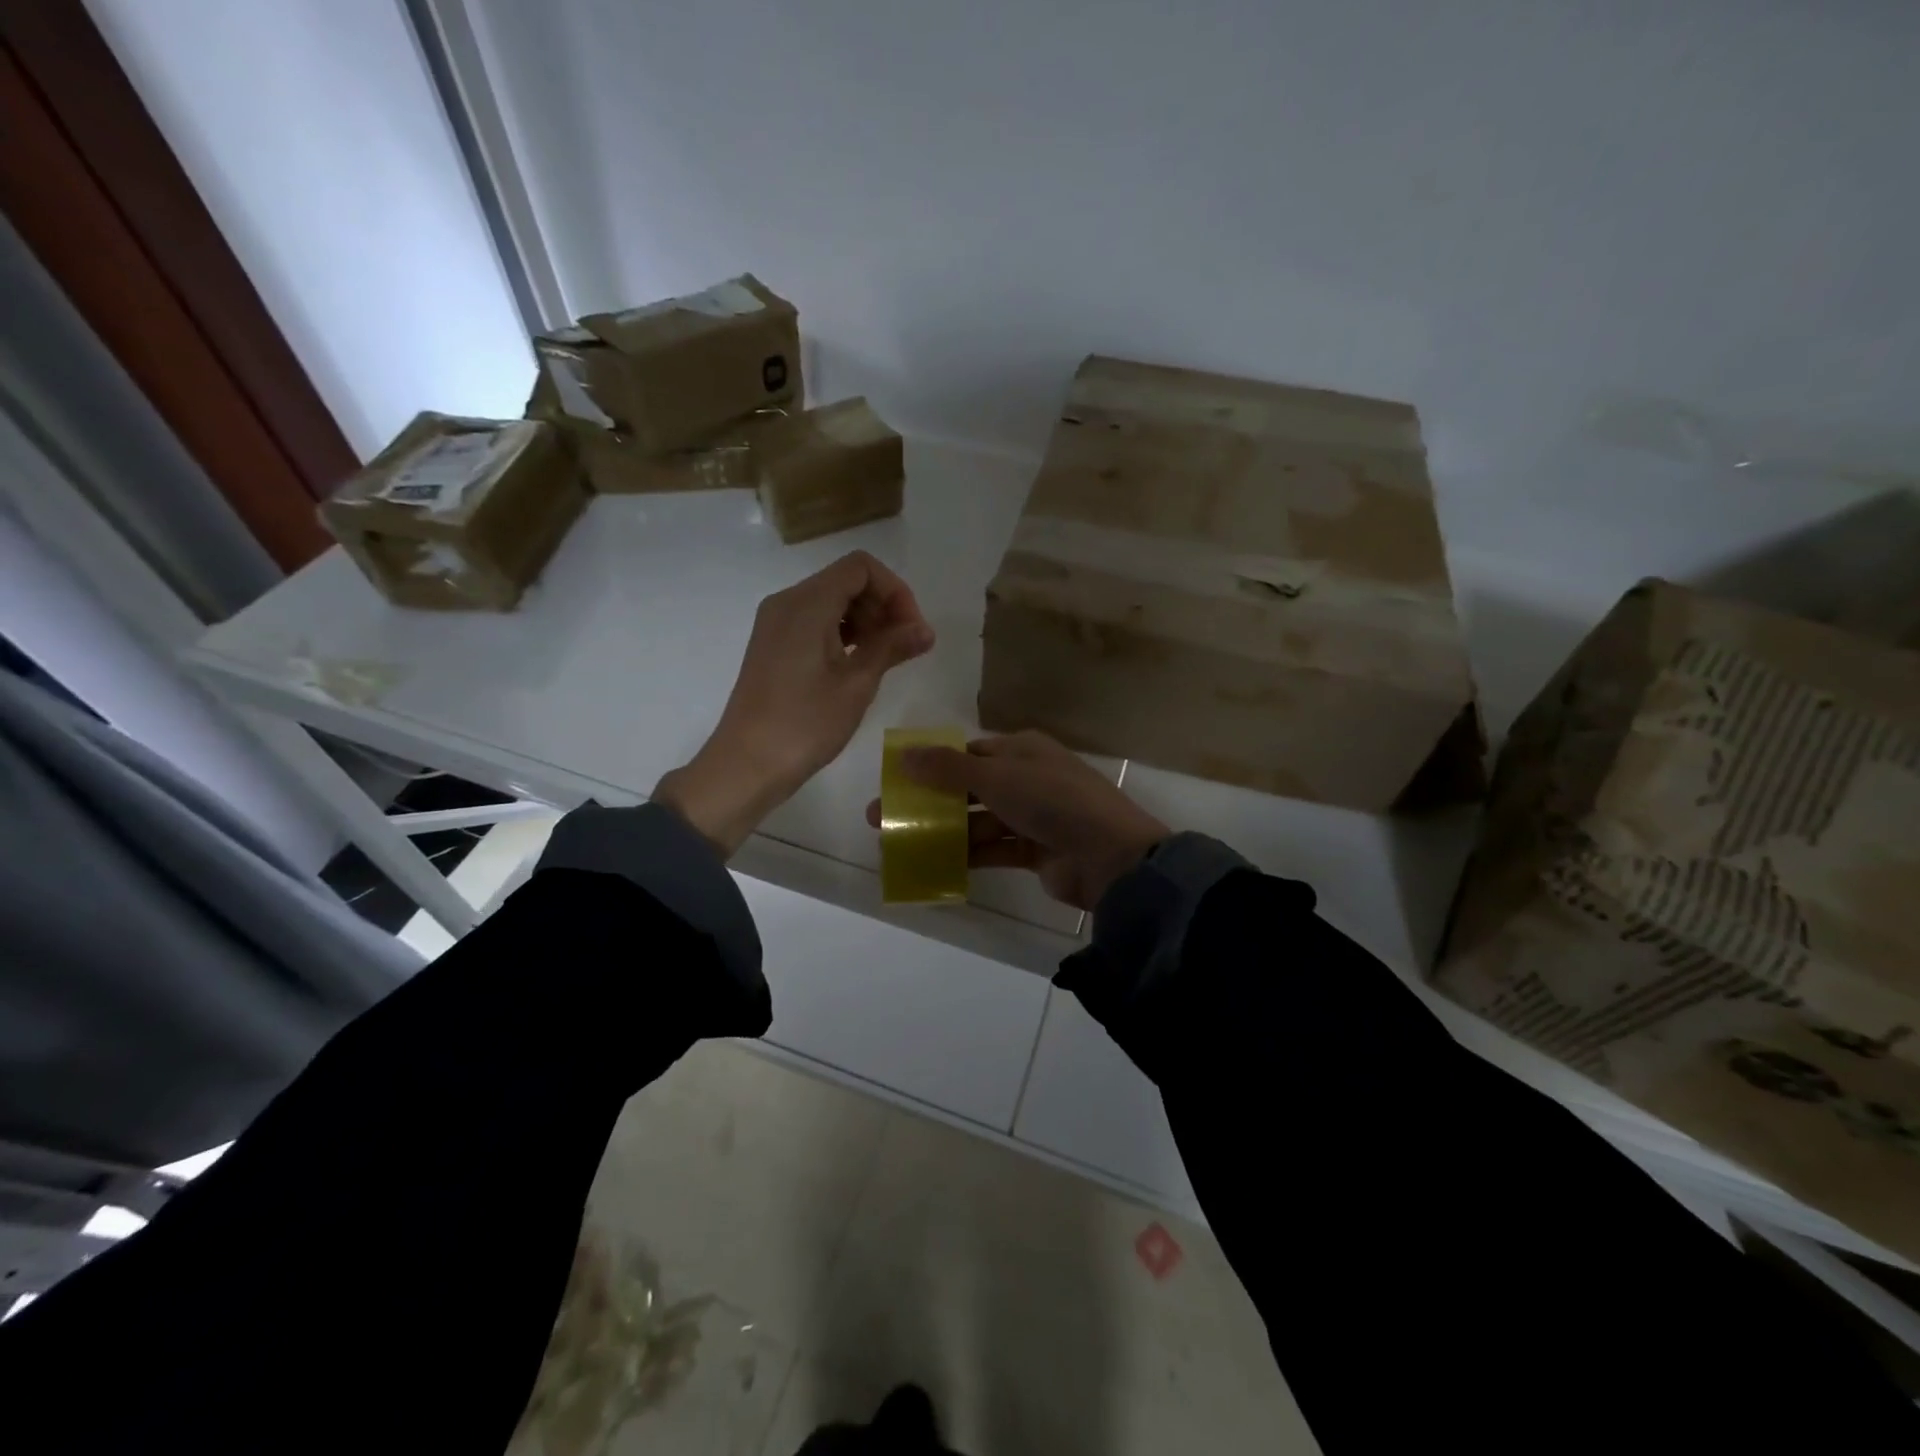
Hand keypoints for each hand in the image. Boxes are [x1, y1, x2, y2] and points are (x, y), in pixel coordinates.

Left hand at [659, 551, 933, 855]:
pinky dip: (843, 633)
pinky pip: (815, 622)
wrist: (747, 765)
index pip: (861, 567)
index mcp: (806, 604)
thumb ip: (891, 647)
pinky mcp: (773, 645)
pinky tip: (858, 665)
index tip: (912, 629)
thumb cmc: (805, 724)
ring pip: (831, 601)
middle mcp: (787, 602)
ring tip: (886, 658)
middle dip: (883, 605)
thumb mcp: (856, 684)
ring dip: (865, 621)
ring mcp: (776, 624)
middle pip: (846, 581)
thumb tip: (925, 630)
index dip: (895, 591)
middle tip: (905, 646)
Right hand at [864, 730, 1169, 910]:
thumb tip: (904, 754)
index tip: (898, 780)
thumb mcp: (996, 777)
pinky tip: (936, 864)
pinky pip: (995, 849)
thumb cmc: (1052, 801)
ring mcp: (1034, 816)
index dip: (933, 764)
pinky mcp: (1036, 850)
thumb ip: (948, 768)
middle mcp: (1028, 778)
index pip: (970, 752)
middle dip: (931, 801)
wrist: (1110, 856)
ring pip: (980, 820)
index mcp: (1023, 750)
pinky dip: (969, 855)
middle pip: (970, 788)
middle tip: (885, 817)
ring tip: (901, 843)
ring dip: (946, 830)